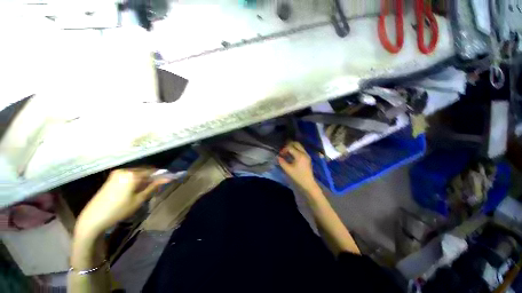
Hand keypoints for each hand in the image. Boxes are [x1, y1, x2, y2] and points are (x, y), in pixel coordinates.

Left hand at [75, 168, 171, 237]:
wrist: (93, 218)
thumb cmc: (118, 210)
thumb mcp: (139, 199)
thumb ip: (153, 187)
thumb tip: (167, 178)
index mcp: (132, 175)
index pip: (153, 171)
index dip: (162, 175)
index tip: (169, 179)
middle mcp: (125, 170)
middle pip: (145, 171)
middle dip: (152, 178)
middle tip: (157, 187)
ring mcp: (117, 173)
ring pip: (137, 173)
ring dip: (144, 179)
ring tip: (147, 190)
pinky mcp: (112, 178)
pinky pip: (130, 175)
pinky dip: (136, 180)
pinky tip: (136, 189)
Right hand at [278, 142, 317, 191]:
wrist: (308, 183)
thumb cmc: (298, 176)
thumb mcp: (288, 169)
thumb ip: (282, 162)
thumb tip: (277, 157)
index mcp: (299, 155)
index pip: (290, 147)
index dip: (284, 149)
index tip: (280, 154)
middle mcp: (304, 153)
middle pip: (296, 144)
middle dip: (289, 145)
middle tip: (284, 150)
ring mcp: (307, 155)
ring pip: (299, 146)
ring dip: (293, 147)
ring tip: (287, 152)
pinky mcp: (307, 157)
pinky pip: (301, 150)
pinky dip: (296, 150)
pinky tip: (291, 155)